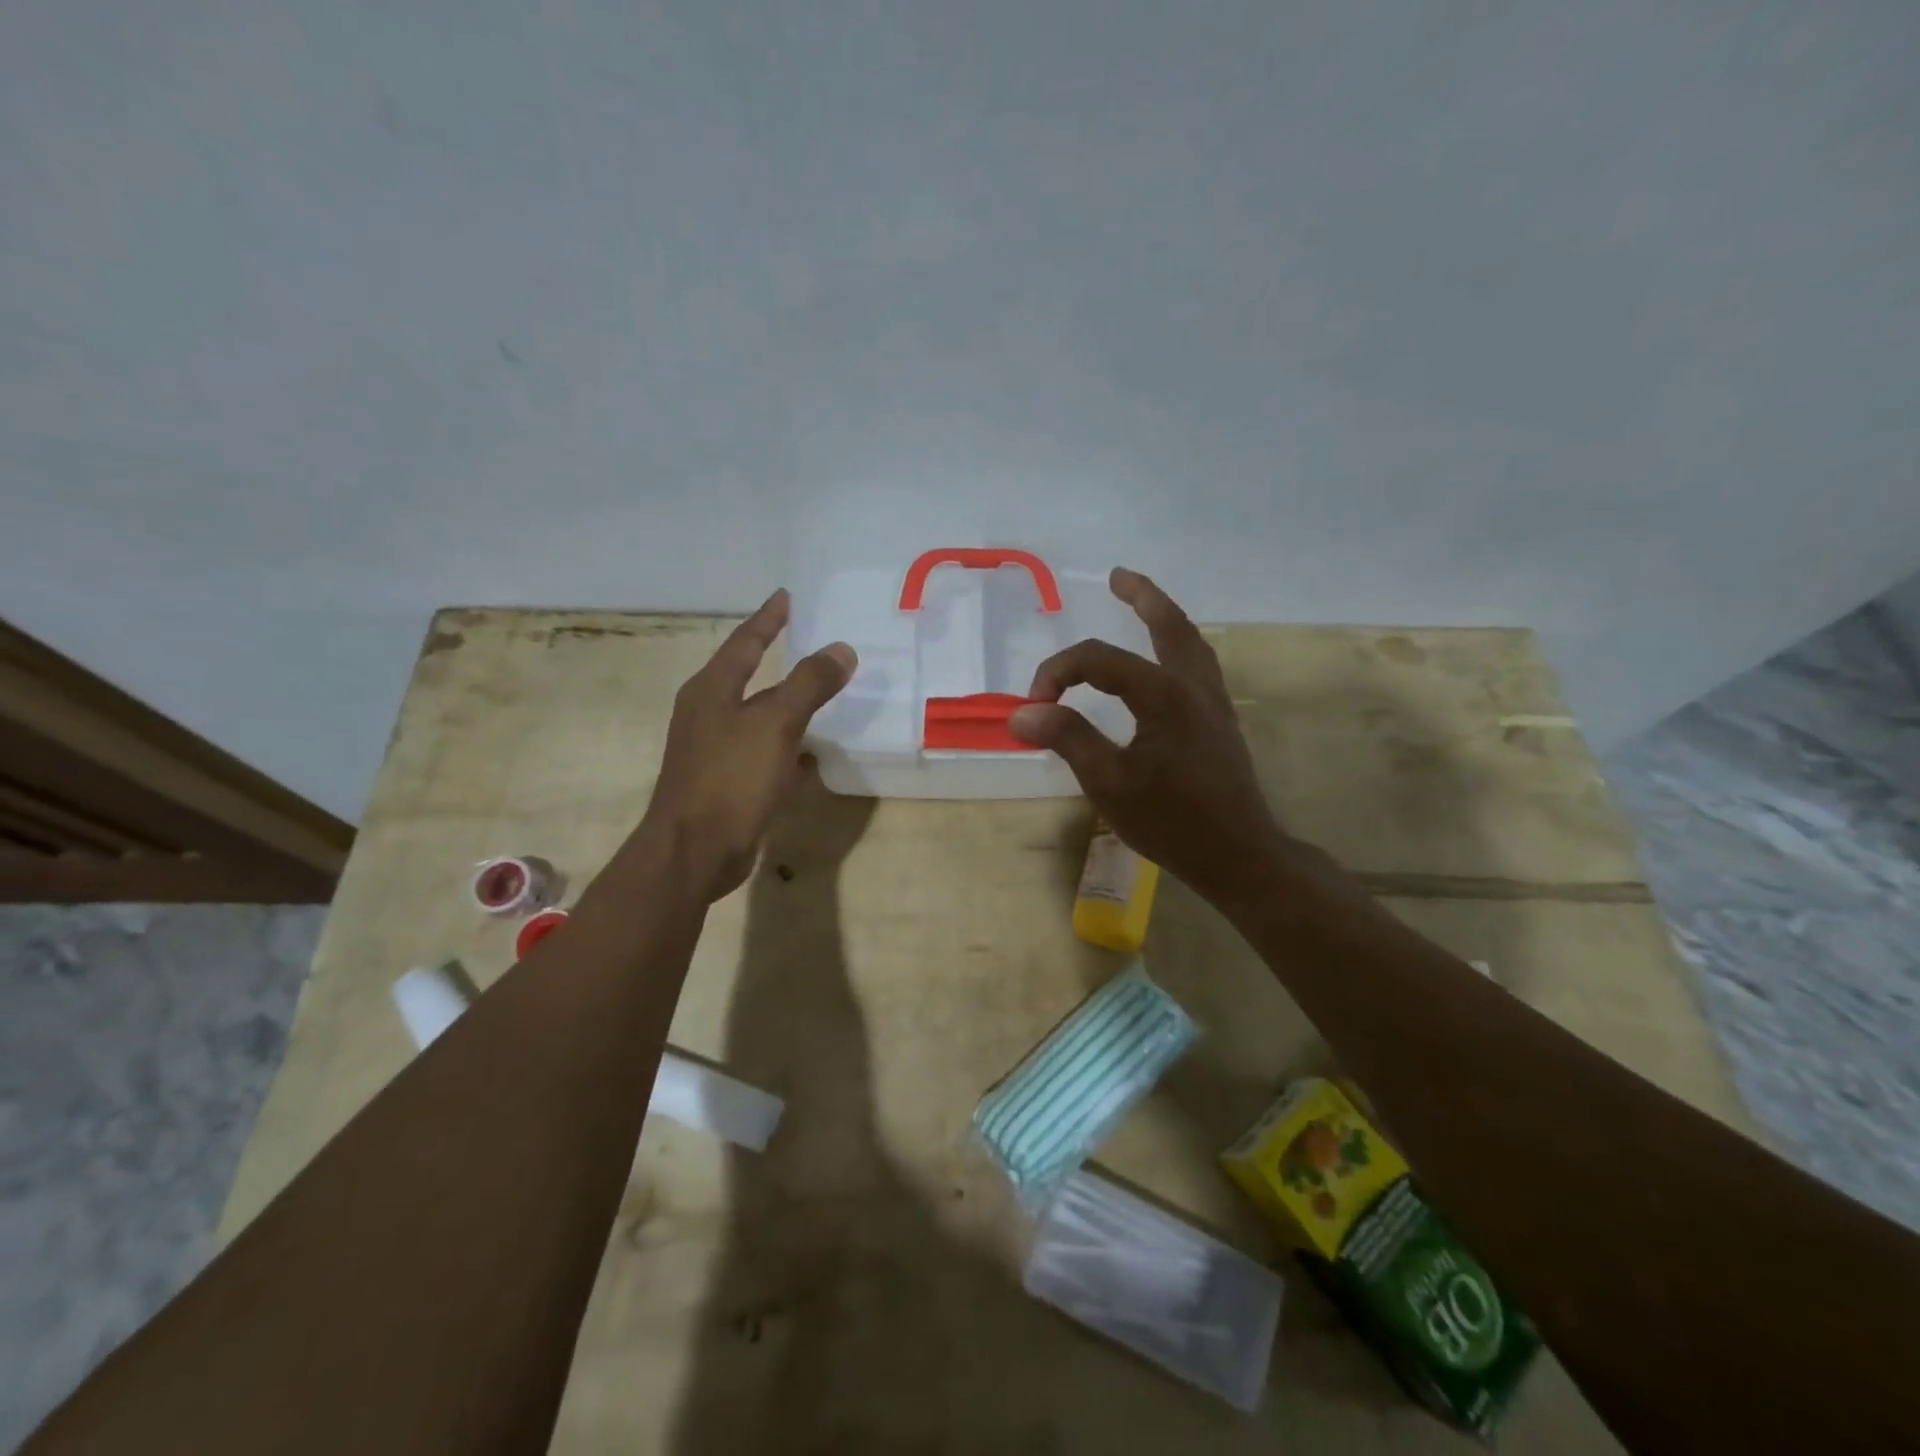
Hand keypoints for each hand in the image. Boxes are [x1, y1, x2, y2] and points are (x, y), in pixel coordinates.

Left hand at [637, 590, 855, 900]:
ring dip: (787, 704)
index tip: (787, 596)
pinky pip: (765, 751)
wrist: (695, 852)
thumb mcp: (775, 724)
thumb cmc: (730, 779)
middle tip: (810, 639)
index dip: (768, 619)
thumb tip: (842, 649)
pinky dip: (789, 746)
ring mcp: (715, 750)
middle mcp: (708, 714)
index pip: (745, 642)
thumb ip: (809, 684)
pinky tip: (814, 754)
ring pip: (759, 716)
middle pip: (748, 675)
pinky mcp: (727, 782)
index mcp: (711, 690)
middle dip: (777, 658)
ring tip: (821, 691)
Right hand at [1008, 568, 1288, 909]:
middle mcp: (1193, 686)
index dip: (1059, 673)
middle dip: (1142, 597)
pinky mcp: (1220, 722)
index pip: (1099, 660)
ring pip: (1191, 643)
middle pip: (1169, 625)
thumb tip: (1022, 713)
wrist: (1238, 855)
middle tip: (1118, 576)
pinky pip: (1199, 665)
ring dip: (1165, 617)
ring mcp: (1213, 703)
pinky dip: (1179, 646)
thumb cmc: (1171, 821)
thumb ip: (1068, 739)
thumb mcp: (1108, 782)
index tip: (1034, 707)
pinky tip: (1166, 661)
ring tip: (1144, 603)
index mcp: (1164, 695)